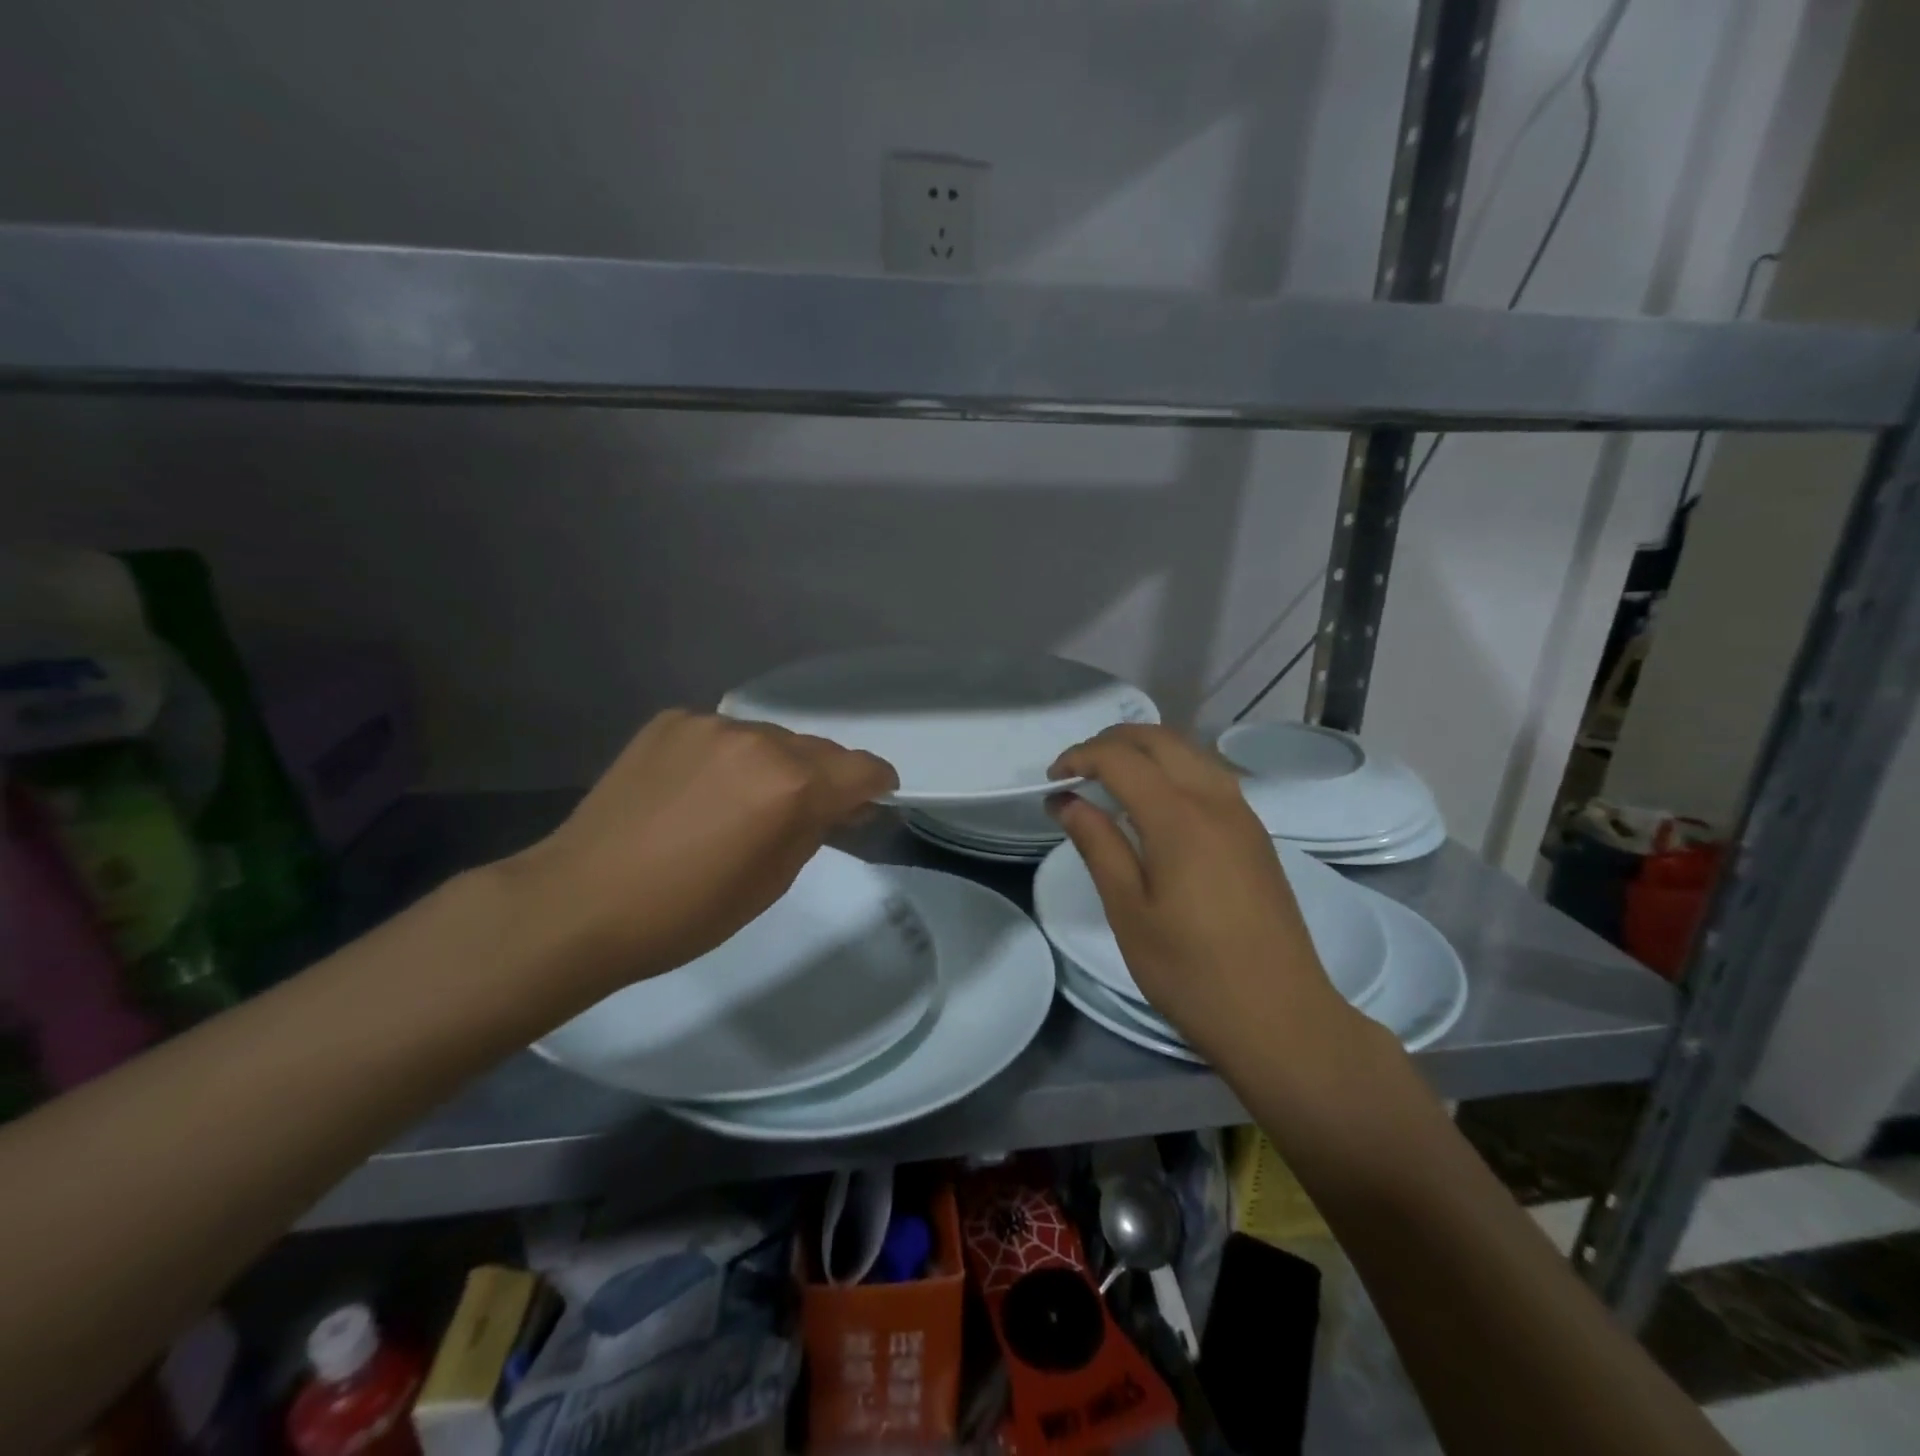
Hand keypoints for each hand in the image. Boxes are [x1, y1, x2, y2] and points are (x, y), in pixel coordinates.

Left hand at [500, 709, 896, 992]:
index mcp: (790, 784)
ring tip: (738, 803)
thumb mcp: (773, 881)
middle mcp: (758, 740)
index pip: (863, 768)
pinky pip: (722, 734)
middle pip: (817, 749)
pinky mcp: (670, 721)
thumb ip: (815, 829)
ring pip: (769, 738)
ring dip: (772, 765)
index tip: (867, 803)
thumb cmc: (687, 912)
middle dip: (822, 778)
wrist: (580, 902)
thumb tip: (839, 804)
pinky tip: (696, 790)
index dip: (875, 786)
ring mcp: (710, 724)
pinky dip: (726, 757)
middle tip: (800, 813)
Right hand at [1047, 724, 1361, 1061]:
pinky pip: (1210, 776)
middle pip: (1160, 739)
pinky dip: (1174, 769)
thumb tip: (1066, 801)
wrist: (1280, 1018)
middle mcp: (1216, 800)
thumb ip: (1097, 845)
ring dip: (1146, 751)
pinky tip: (1156, 805)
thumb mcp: (1128, 911)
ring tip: (1111, 780)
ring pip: (1190, 752)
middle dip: (1112, 741)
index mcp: (1180, 817)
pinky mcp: (1256, 835)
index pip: (1122, 758)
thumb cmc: (1191, 971)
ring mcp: (1243, 815)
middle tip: (1077, 770)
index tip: (1052, 781)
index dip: (1080, 757)